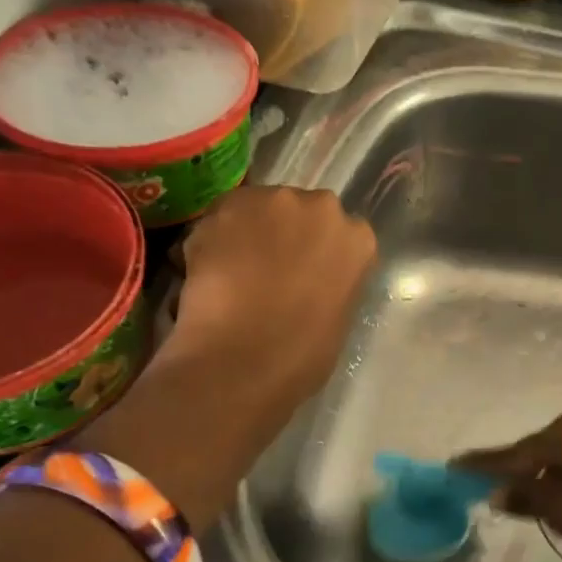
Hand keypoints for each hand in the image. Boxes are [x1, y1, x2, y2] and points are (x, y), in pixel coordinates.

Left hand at [164, 186, 376, 405]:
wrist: (243, 360)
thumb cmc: (301, 356)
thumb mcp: (337, 318)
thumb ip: (327, 283)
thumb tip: (304, 283)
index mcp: (357, 240)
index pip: (339, 236)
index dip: (314, 254)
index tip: (300, 276)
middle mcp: (323, 208)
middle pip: (299, 212)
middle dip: (282, 235)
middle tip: (263, 272)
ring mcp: (274, 201)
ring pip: (256, 209)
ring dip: (245, 233)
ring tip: (229, 273)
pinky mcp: (227, 205)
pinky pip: (217, 219)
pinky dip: (210, 242)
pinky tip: (204, 275)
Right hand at [455, 414, 561, 552]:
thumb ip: (532, 500)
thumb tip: (498, 491)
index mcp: (559, 437)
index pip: (509, 454)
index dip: (481, 464)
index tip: (453, 467)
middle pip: (536, 449)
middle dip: (517, 469)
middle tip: (497, 488)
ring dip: (548, 473)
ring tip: (537, 494)